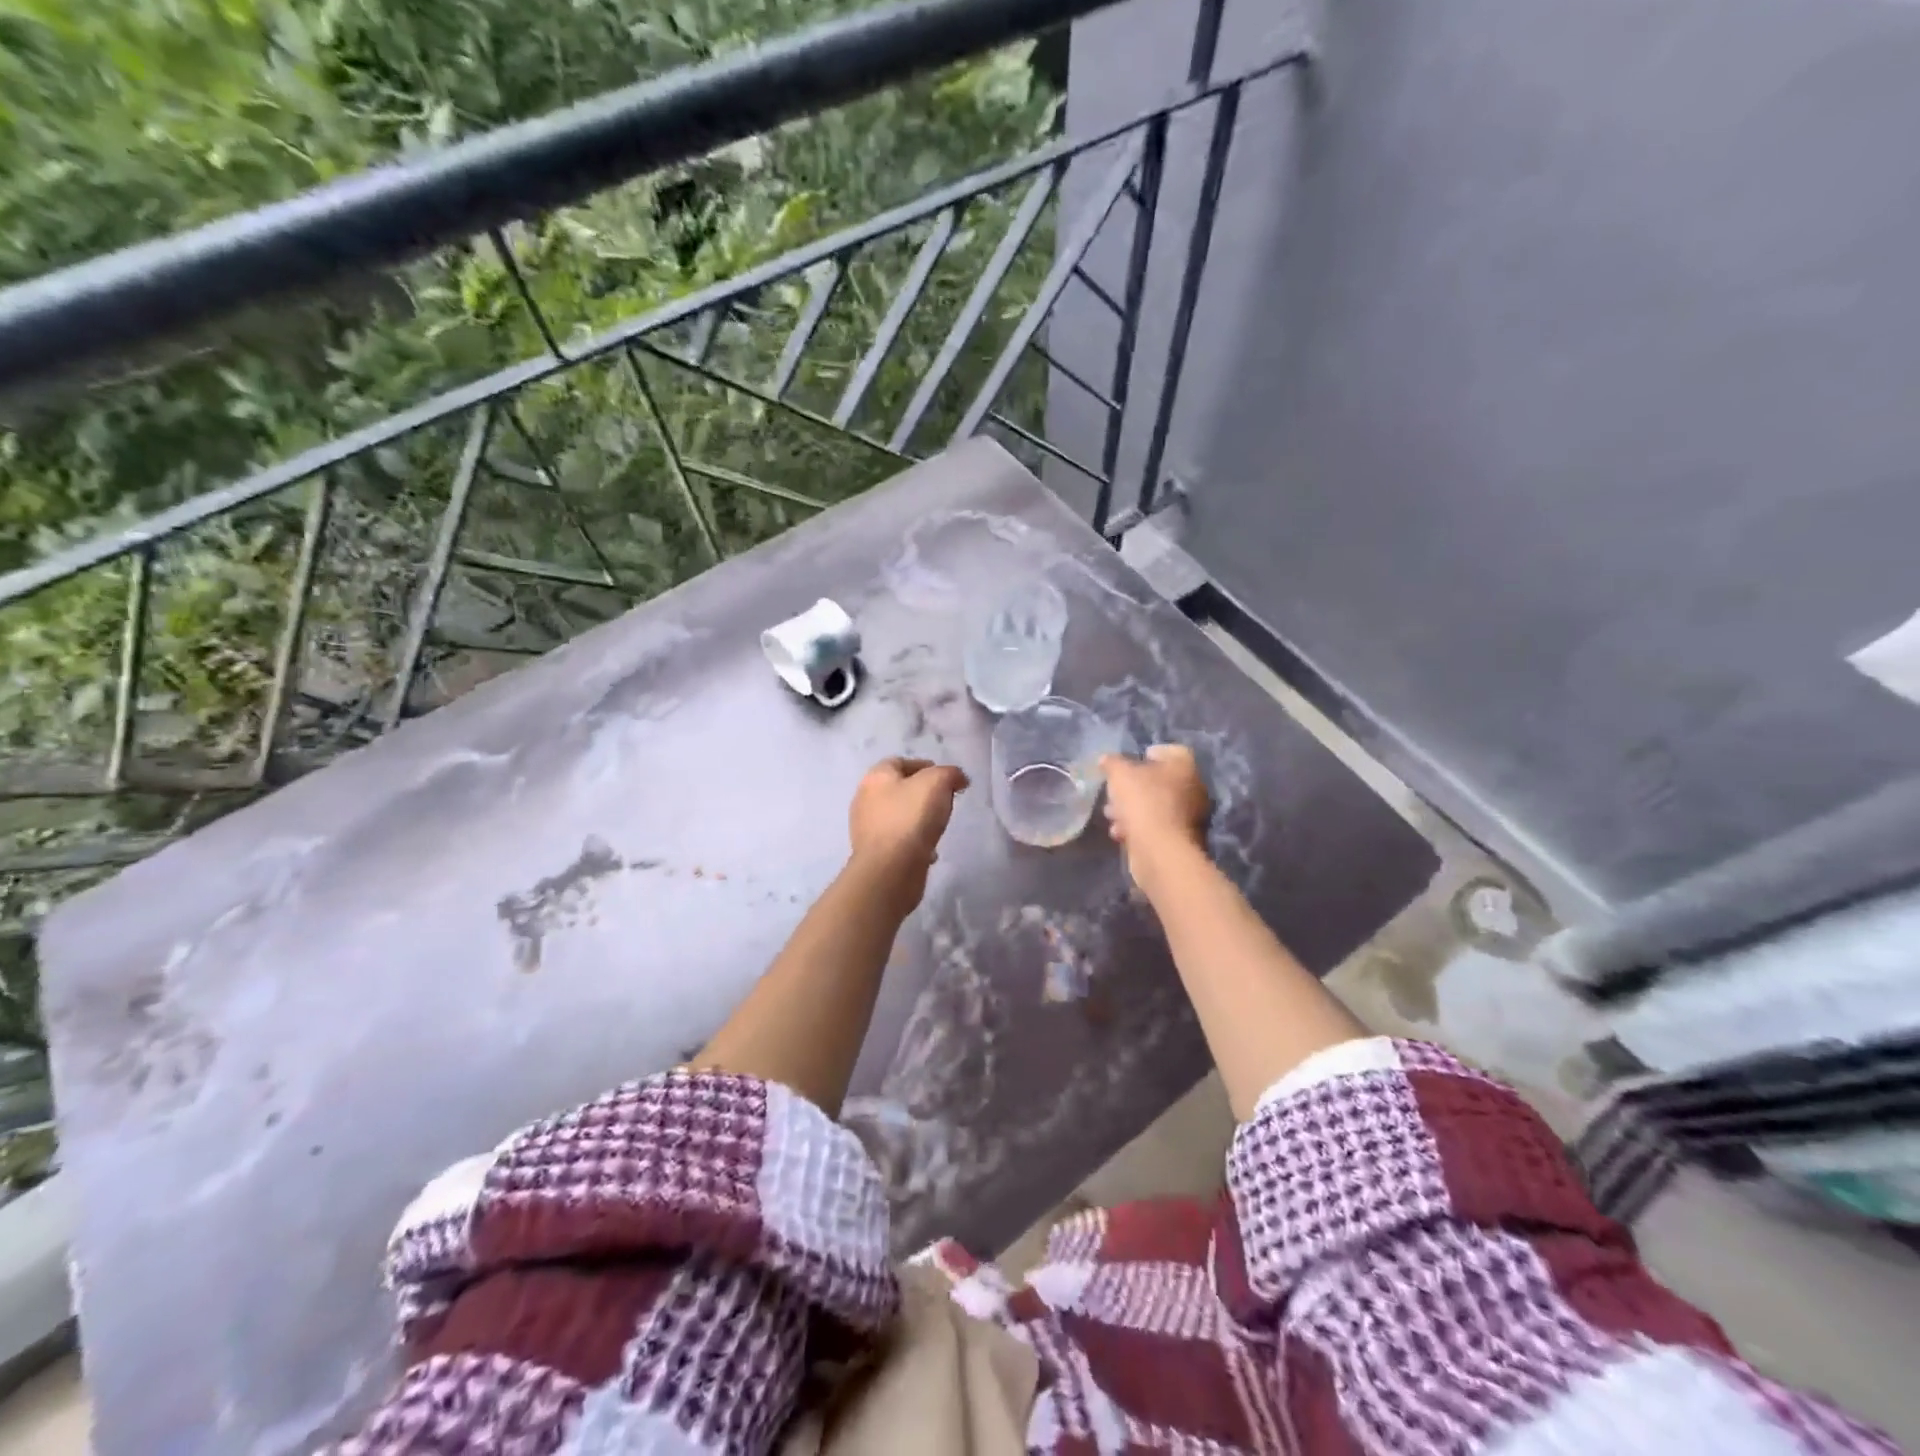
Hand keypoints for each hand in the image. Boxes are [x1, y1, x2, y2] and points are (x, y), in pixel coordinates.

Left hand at [848, 757, 968, 909]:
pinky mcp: (874, 853)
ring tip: (938, 826)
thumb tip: (958, 778)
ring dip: (918, 819)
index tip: (946, 779)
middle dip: (922, 793)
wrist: (890, 869)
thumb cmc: (911, 817)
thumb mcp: (938, 782)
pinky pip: (898, 841)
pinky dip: (913, 842)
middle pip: (898, 789)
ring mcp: (867, 828)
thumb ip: (950, 774)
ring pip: (898, 816)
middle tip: (944, 801)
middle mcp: (865, 799)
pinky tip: (929, 851)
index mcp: (876, 777)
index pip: (899, 761)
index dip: (924, 766)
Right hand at [1101, 744, 1210, 886]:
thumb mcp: (1119, 774)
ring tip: (1110, 815)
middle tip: (1114, 792)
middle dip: (1134, 787)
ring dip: (1132, 809)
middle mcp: (1193, 789)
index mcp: (1184, 767)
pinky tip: (1119, 833)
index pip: (1171, 751)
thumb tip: (1106, 759)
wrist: (1159, 850)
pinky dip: (1138, 827)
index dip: (1150, 753)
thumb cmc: (1143, 801)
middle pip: (1160, 781)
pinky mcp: (1180, 839)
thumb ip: (1112, 763)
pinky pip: (1155, 827)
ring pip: (1155, 806)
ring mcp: (1189, 817)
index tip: (1130, 762)